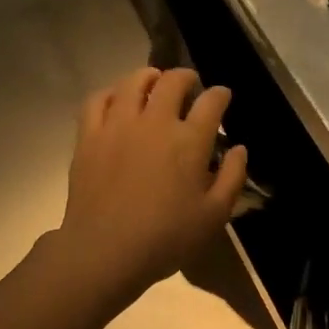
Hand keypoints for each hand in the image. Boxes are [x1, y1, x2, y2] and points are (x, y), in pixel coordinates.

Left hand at [55, 67, 246, 304]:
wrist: (105, 252)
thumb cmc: (166, 238)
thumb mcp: (215, 215)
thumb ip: (232, 177)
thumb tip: (239, 148)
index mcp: (189, 140)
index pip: (211, 101)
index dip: (220, 94)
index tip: (222, 96)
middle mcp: (155, 122)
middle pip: (172, 81)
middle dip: (186, 77)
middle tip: (190, 85)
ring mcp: (118, 125)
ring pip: (133, 82)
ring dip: (149, 77)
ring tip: (154, 82)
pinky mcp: (89, 136)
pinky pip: (98, 99)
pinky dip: (111, 92)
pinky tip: (117, 99)